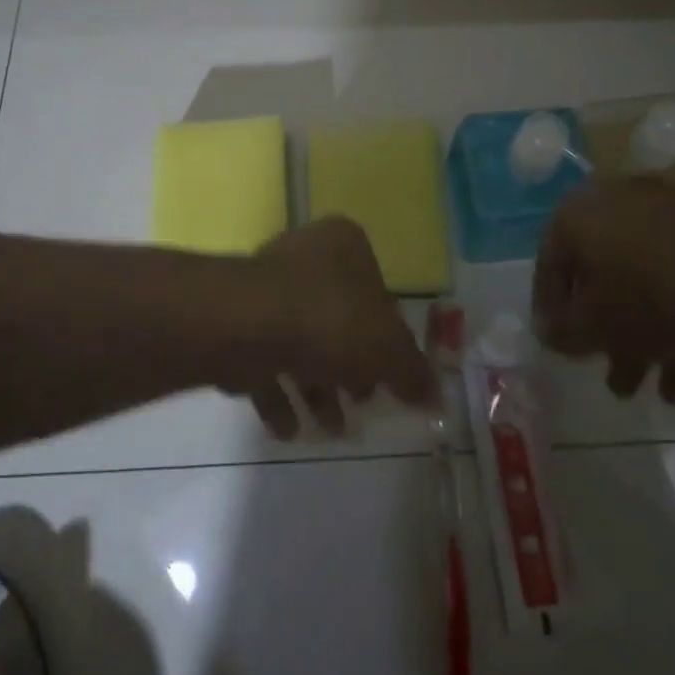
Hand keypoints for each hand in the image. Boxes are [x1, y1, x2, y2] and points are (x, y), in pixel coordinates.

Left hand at [230, 217, 436, 438]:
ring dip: (316, 389)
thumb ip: (413, 373)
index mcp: (346, 245)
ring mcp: (266, 286)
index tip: (387, 380)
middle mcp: (305, 255)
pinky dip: (278, 394)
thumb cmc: (331, 321)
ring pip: (300, 342)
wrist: (249, 323)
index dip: (387, 340)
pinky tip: (289, 429)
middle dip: (349, 370)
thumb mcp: (388, 350)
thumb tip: (437, 398)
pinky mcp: (237, 318)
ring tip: (328, 429)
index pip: (378, 291)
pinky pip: (265, 357)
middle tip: (359, 405)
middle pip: (338, 318)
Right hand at [533, 179, 674, 403]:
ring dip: (639, 336)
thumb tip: (547, 330)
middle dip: (604, 334)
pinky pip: (674, 279)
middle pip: (598, 277)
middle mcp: (613, 203)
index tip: (561, 351)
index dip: (550, 315)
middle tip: (610, 376)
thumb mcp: (598, 326)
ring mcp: (662, 215)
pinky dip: (673, 320)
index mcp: (576, 213)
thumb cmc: (657, 296)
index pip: (548, 267)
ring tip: (647, 392)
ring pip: (639, 282)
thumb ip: (563, 332)